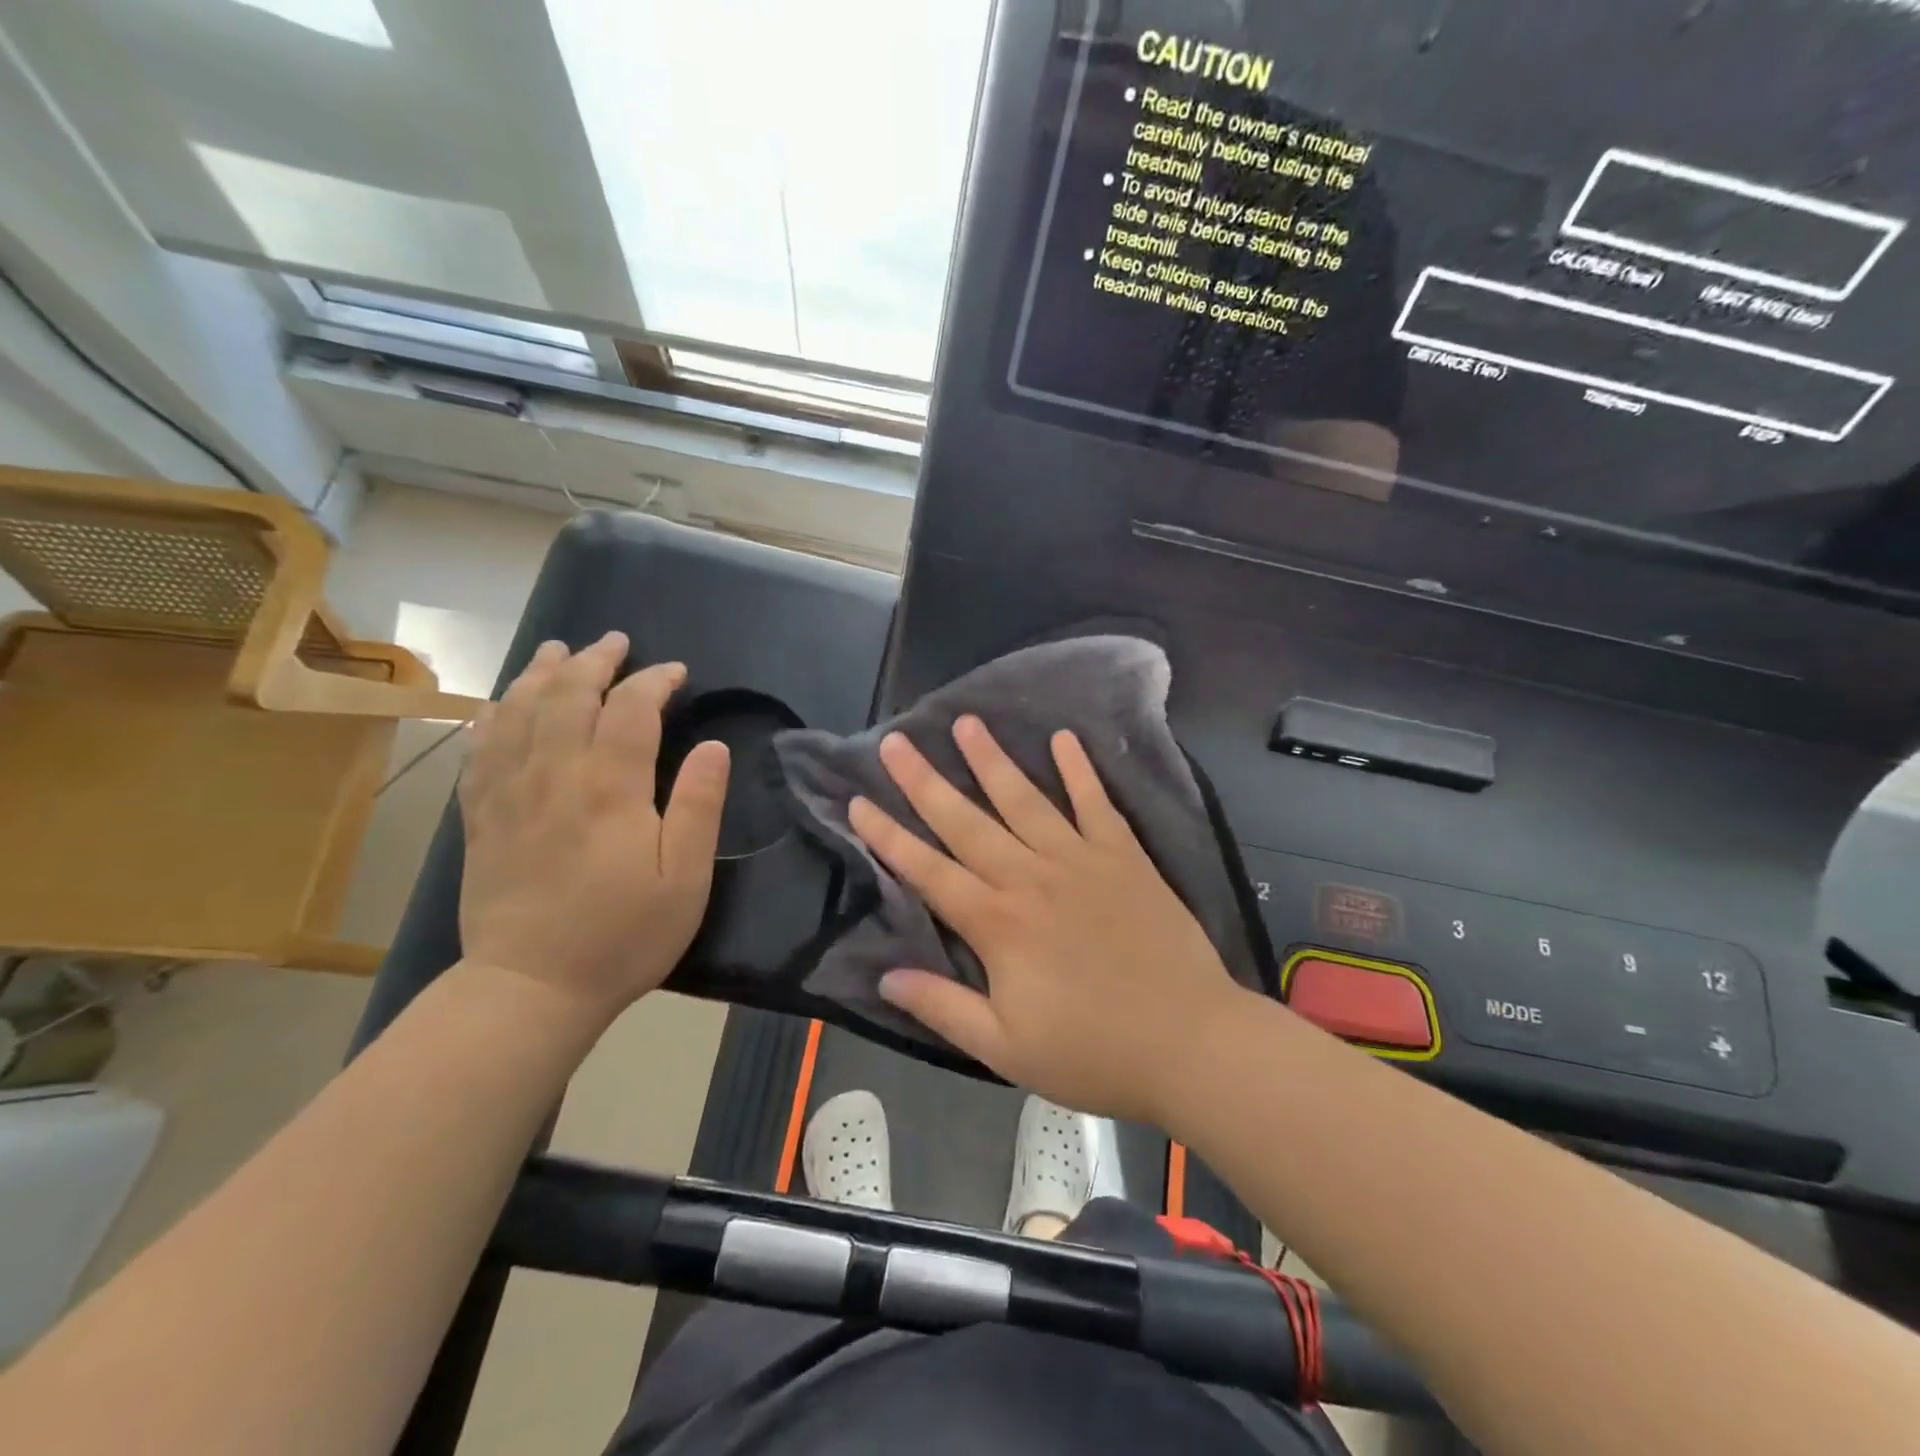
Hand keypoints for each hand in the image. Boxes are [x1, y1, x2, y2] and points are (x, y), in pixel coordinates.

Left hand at [458, 632, 729, 1031]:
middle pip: (567, 697)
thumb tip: (714, 747)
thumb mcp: (685, 879)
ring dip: (540, 674)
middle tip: (616, 642)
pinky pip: (481, 748)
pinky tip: (501, 702)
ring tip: (559, 651)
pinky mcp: (480, 816)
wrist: (532, 988)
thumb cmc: (623, 935)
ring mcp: (509, 793)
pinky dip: (494, 714)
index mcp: (609, 789)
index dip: (653, 681)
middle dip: (595, 662)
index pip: (630, 710)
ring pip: (518, 712)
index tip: (675, 672)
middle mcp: (553, 776)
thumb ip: (699, 807)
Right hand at [848, 716, 1243, 1122]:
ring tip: (966, 722)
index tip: (858, 801)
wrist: (1189, 1041)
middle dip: (925, 781)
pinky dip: (1080, 770)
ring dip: (991, 760)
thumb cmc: (1092, 1052)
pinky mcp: (1123, 856)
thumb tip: (885, 976)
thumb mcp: (1004, 1049)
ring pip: (1024, 800)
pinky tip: (1064, 739)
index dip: (888, 837)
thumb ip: (943, 1006)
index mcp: (997, 923)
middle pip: (967, 821)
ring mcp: (1080, 860)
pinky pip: (1096, 803)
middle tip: (895, 741)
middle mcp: (1030, 877)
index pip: (927, 871)